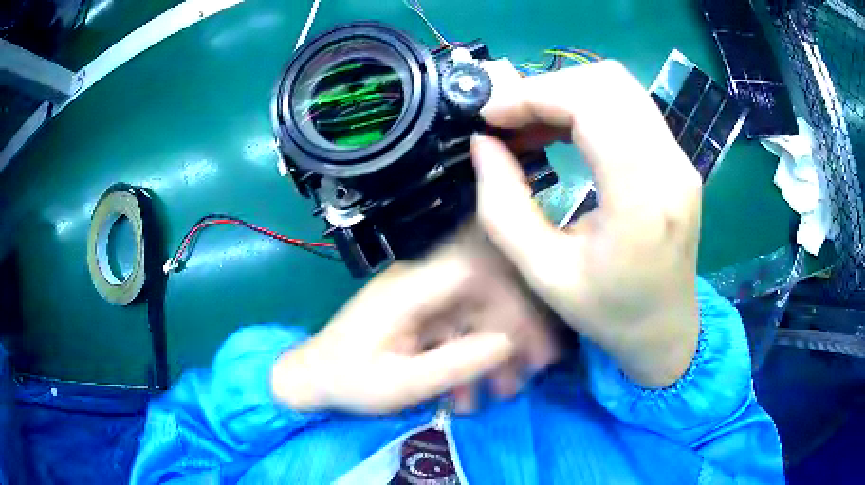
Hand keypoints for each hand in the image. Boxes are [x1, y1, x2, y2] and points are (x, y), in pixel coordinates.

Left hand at [271, 238, 558, 413]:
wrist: (311, 380)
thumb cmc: (348, 382)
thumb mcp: (400, 384)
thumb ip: (456, 363)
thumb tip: (510, 342)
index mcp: (409, 290)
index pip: (474, 265)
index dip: (513, 289)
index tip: (537, 330)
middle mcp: (419, 284)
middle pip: (483, 290)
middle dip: (514, 329)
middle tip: (535, 370)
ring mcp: (419, 299)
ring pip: (475, 312)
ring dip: (496, 350)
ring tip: (505, 393)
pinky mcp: (419, 316)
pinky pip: (458, 328)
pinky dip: (472, 357)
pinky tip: (472, 393)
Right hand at [473, 61, 702, 387]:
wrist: (666, 329)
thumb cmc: (608, 313)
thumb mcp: (544, 274)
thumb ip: (504, 207)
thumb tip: (482, 144)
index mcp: (642, 202)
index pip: (591, 107)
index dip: (533, 96)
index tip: (491, 115)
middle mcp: (671, 167)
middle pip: (607, 81)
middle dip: (547, 87)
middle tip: (507, 118)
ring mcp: (681, 158)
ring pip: (620, 85)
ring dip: (567, 92)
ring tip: (529, 122)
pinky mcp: (678, 158)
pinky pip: (630, 105)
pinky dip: (588, 105)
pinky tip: (561, 130)